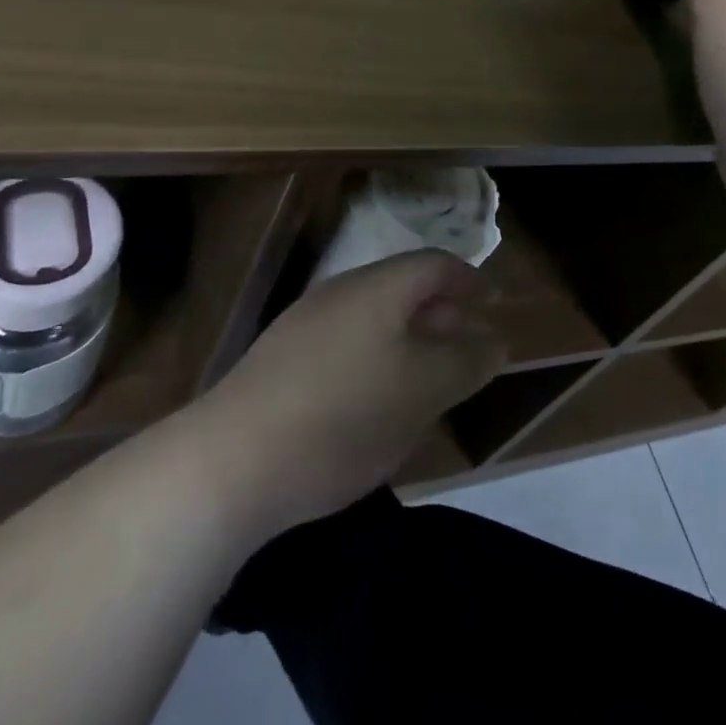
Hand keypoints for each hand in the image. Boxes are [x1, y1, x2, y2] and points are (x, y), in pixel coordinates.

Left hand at [194, 251, 503, 540]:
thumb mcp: (423, 390)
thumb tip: (493, 339)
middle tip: (469, 347)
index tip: (493, 302)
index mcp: (377, 287)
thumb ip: (465, 360)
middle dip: (442, 314)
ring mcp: (305, 325)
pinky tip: (378, 402)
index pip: (434, 264)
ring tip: (431, 379)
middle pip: (403, 289)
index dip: (469, 279)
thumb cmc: (344, 415)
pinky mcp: (282, 361)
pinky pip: (347, 344)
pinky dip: (377, 360)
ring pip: (374, 319)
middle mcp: (340, 293)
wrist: (231, 460)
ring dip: (409, 340)